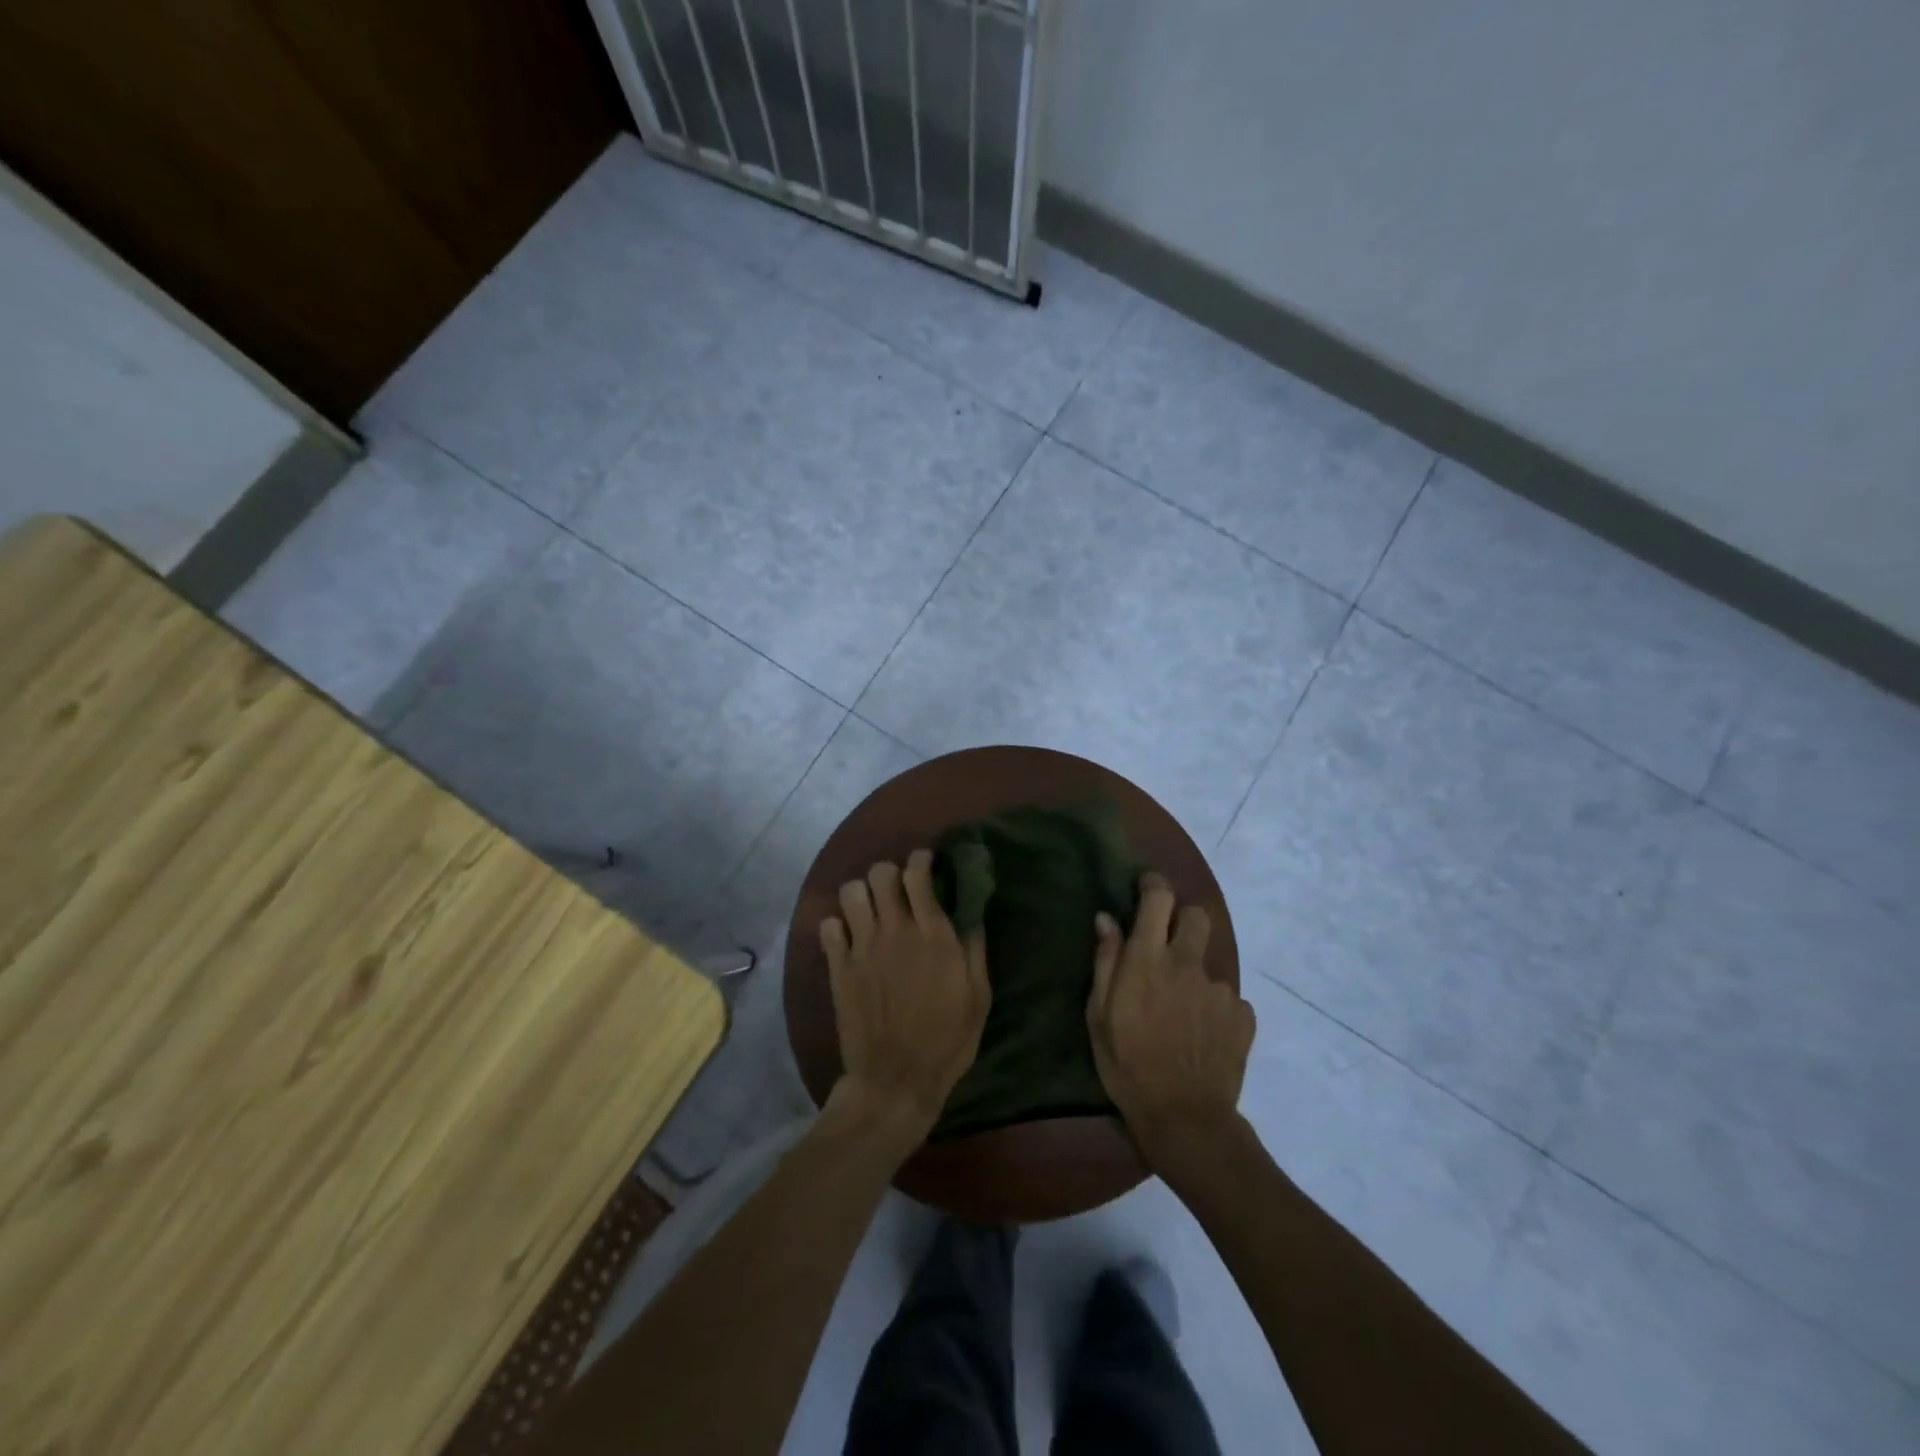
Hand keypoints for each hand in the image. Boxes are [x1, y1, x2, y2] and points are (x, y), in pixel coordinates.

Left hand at [820, 849, 989, 1140]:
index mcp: (932, 933)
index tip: (926, 863)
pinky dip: (838, 925)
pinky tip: (850, 938)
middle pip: (881, 873)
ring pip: (851, 891)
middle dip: (891, 873)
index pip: (918, 872)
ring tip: (872, 910)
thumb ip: (975, 948)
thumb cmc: (946, 1040)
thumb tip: (972, 911)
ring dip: (863, 894)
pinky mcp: (838, 967)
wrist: (895, 1080)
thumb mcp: (978, 996)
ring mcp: (862, 947)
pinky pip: (828, 925)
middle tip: (899, 890)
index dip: (921, 859)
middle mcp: (895, 929)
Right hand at [1087, 872, 1255, 1170]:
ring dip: (1194, 975)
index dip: (1154, 885)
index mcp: (1148, 960)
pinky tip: (1202, 1034)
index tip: (1147, 888)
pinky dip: (1214, 1008)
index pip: (1159, 899)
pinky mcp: (1243, 1016)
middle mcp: (1187, 964)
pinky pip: (1228, 998)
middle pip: (1196, 916)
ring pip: (1209, 963)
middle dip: (1183, 920)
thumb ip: (1106, 961)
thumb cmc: (1127, 1065)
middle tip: (1167, 945)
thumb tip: (1106, 919)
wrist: (1184, 1118)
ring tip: (1182, 1011)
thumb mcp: (1099, 1015)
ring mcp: (1220, 989)